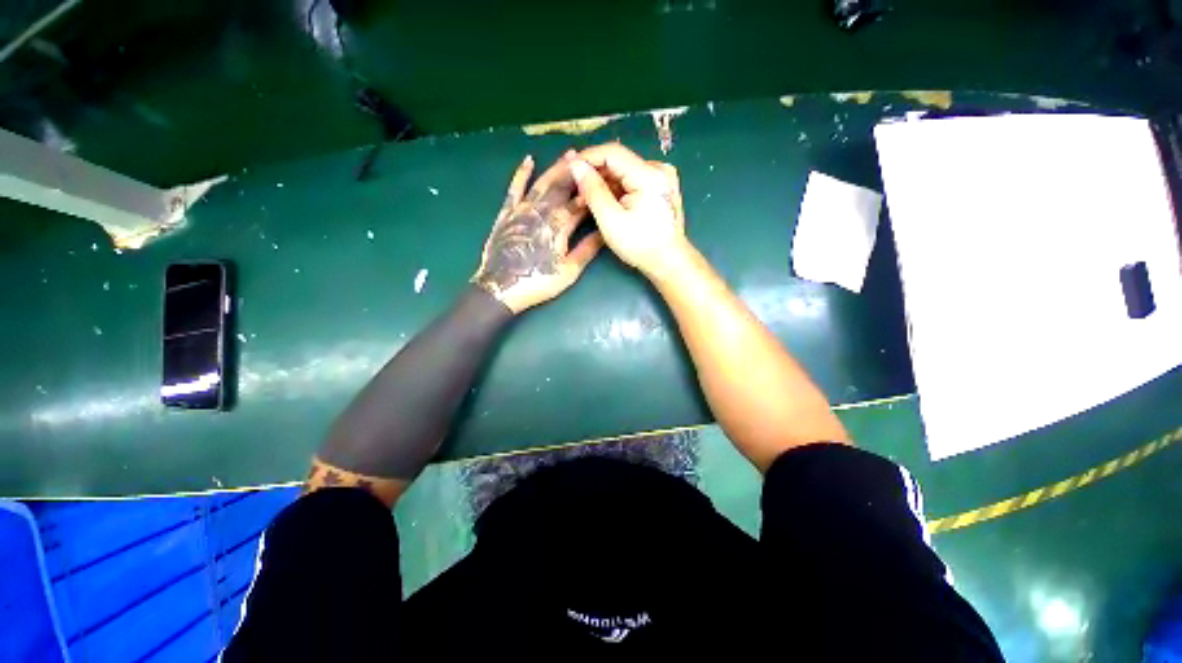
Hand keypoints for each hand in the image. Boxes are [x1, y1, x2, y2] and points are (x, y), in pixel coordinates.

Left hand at [472, 155, 603, 312]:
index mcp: (559, 225)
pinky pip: (514, 189)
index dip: (592, 191)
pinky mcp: (506, 213)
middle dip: (577, 171)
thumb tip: (605, 232)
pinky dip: (521, 174)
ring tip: (570, 154)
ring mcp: (522, 210)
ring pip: (542, 183)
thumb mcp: (569, 271)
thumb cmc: (538, 282)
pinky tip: (528, 160)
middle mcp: (541, 211)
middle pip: (562, 186)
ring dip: (556, 168)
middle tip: (591, 157)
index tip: (605, 179)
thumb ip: (587, 250)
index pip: (580, 203)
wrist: (501, 288)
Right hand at [566, 143, 687, 276]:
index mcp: (649, 175)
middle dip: (594, 173)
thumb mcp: (611, 220)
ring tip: (585, 200)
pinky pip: (631, 181)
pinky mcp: (659, 187)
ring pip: (623, 172)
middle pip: (618, 161)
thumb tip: (575, 165)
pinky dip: (615, 190)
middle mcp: (658, 169)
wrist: (669, 262)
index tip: (567, 169)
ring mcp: (661, 177)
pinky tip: (603, 202)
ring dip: (603, 183)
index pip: (612, 152)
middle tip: (574, 189)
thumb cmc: (640, 245)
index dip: (586, 157)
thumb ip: (593, 190)